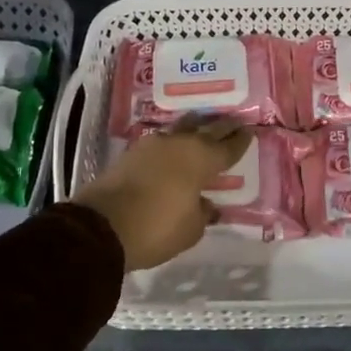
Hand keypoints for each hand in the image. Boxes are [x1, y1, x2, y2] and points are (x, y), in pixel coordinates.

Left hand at [72, 118, 251, 270]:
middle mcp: (179, 144)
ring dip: (195, 129)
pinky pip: (161, 143)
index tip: (250, 132)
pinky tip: (174, 148)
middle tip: (235, 121)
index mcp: (201, 159)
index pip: (227, 148)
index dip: (240, 142)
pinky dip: (172, 144)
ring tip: (203, 127)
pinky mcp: (131, 154)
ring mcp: (152, 145)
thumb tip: (206, 205)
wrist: (101, 226)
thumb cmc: (156, 227)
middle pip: (207, 130)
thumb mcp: (190, 229)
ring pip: (181, 130)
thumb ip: (203, 213)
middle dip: (222, 127)